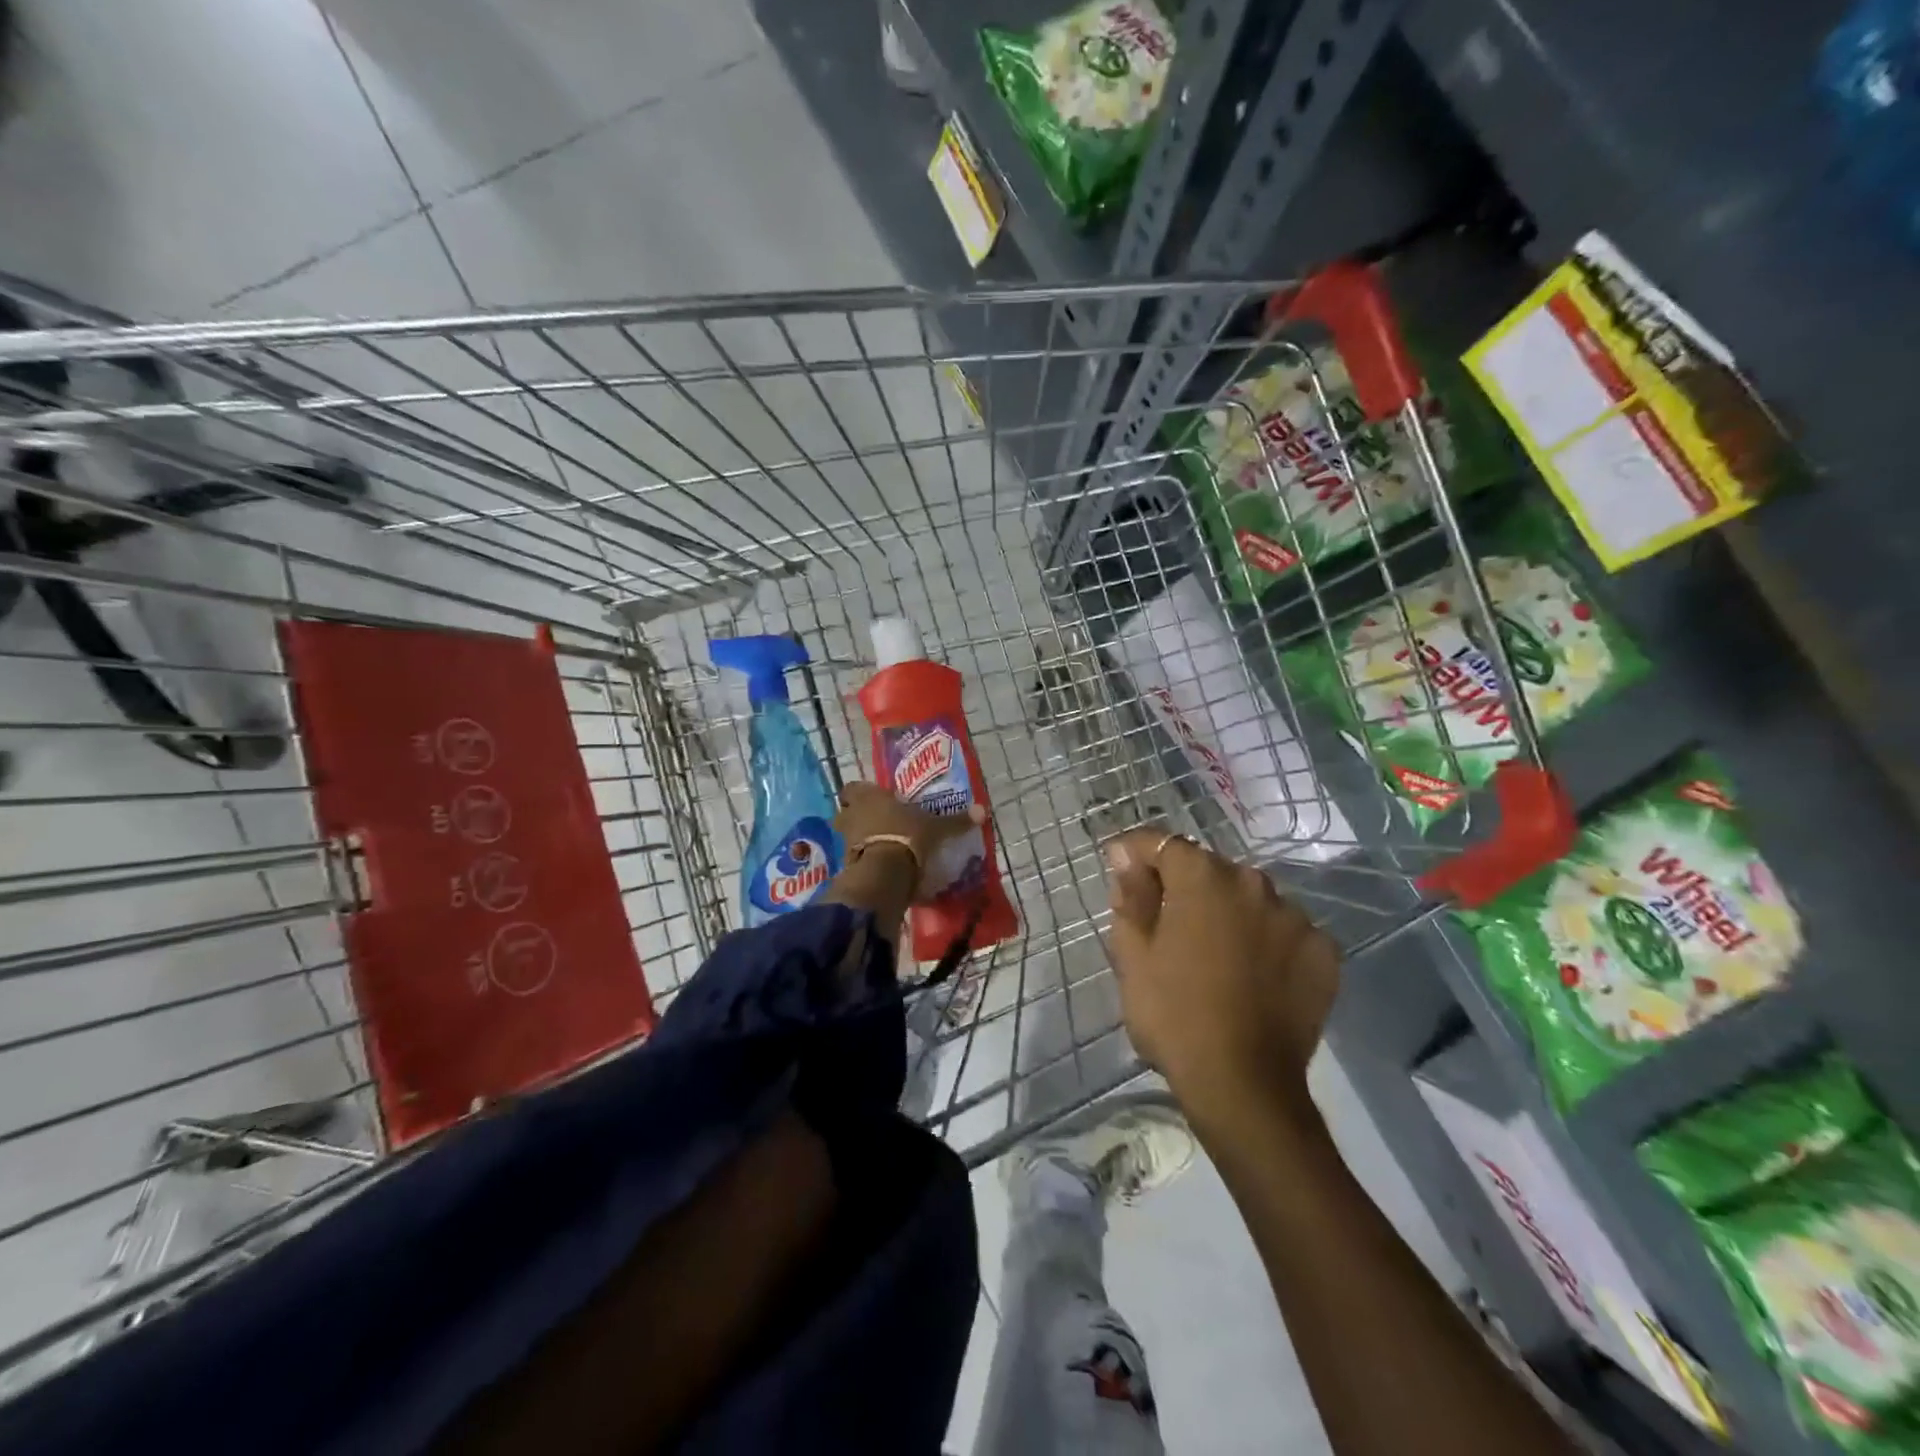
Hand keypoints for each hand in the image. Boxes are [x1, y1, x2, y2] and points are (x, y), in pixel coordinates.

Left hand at [833, 781, 985, 905]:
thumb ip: (956, 820)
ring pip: (846, 835)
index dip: (861, 792)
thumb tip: (983, 810)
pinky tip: (877, 865)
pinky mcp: (845, 864)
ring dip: (857, 838)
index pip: (853, 787)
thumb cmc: (908, 836)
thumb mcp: (936, 828)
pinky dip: (861, 860)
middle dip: (857, 816)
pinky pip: (852, 858)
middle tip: (876, 822)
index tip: (876, 799)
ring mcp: (845, 840)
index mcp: (868, 796)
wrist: (885, 872)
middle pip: (845, 811)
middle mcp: (852, 814)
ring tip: (877, 845)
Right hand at [1104, 829, 1339, 1122]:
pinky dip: (1266, 941)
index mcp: (1202, 878)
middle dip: (1184, 885)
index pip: (1162, 844)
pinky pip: (1284, 931)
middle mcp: (1254, 883)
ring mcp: (1296, 917)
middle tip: (1165, 922)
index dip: (1136, 853)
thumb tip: (1126, 858)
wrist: (1243, 1085)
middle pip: (1209, 870)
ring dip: (1228, 912)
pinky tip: (1253, 974)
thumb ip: (1130, 896)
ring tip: (1214, 953)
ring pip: (1250, 899)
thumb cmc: (1174, 1015)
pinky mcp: (1324, 953)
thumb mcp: (1132, 956)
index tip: (1120, 869)